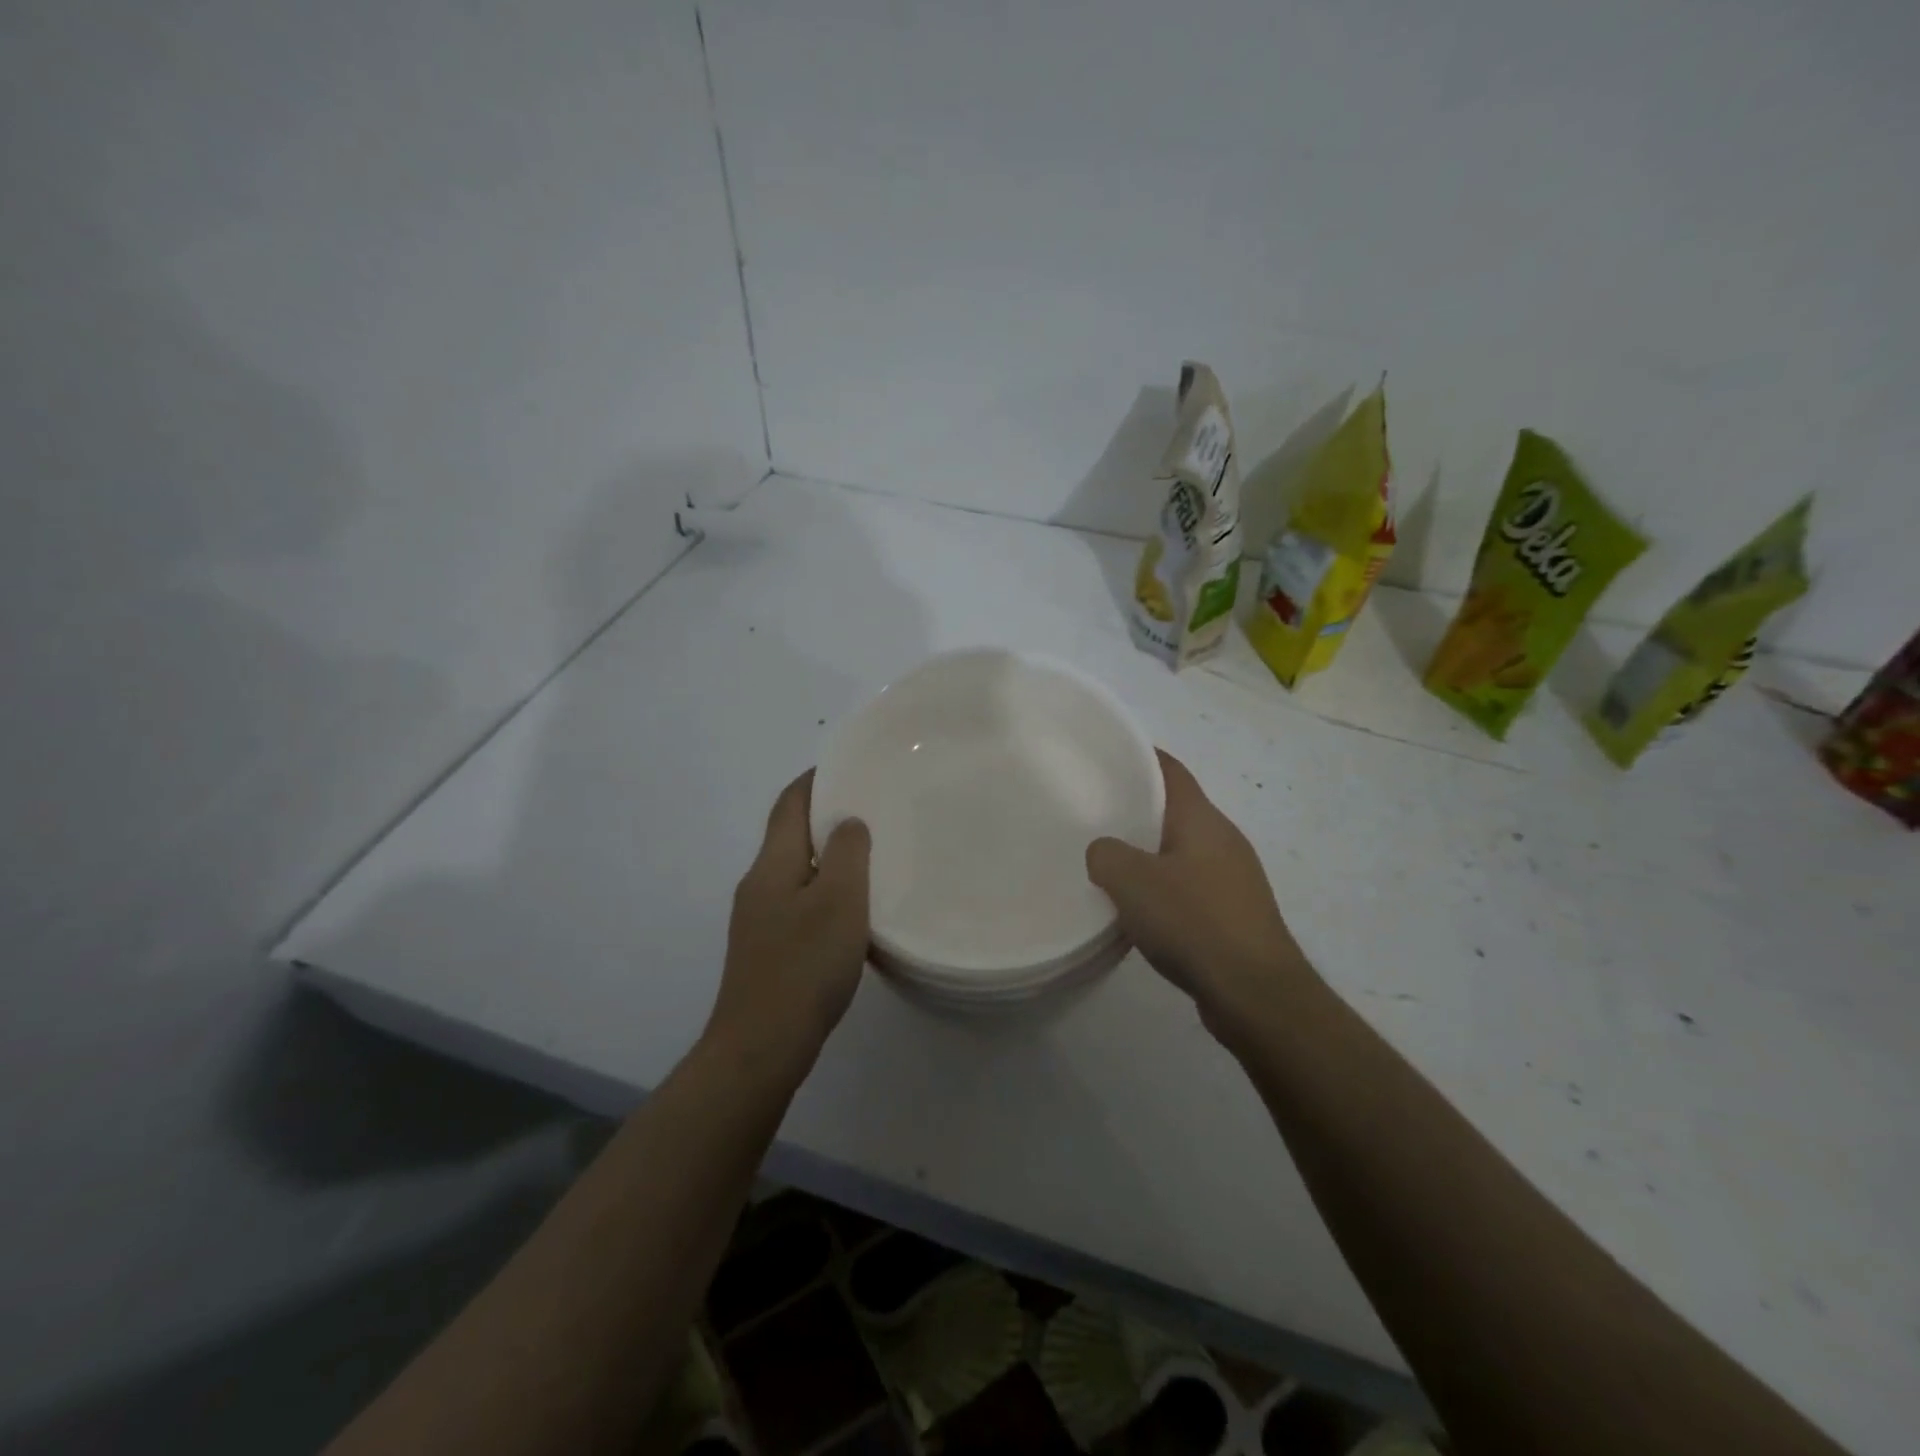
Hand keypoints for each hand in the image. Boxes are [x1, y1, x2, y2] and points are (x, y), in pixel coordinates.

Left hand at [706, 771, 871, 1079]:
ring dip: (827, 857)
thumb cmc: (804, 966)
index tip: (848, 766)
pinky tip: (851, 912)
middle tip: (872, 810)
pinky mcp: (766, 950)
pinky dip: (824, 892)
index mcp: (772, 864)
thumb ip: (847, 853)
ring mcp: (758, 920)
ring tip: (870, 857)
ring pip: (796, 871)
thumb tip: (847, 823)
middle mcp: (758, 884)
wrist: (761, 1046)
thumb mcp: (839, 900)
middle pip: (790, 834)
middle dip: (825, 817)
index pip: (789, 803)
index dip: (815, 779)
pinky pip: (798, 903)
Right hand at [1086, 749, 1312, 1042]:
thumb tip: (1104, 852)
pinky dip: (1164, 888)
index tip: (1105, 757)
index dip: (1140, 756)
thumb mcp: (1131, 881)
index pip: (1170, 770)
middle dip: (1137, 808)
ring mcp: (1234, 878)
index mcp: (1202, 819)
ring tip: (1109, 863)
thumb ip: (1105, 855)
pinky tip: (1140, 911)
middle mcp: (1223, 839)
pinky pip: (1191, 886)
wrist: (1256, 994)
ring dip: (1149, 853)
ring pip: (1182, 851)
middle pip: (1175, 809)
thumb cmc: (1194, 922)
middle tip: (1094, 813)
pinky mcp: (1235, 915)